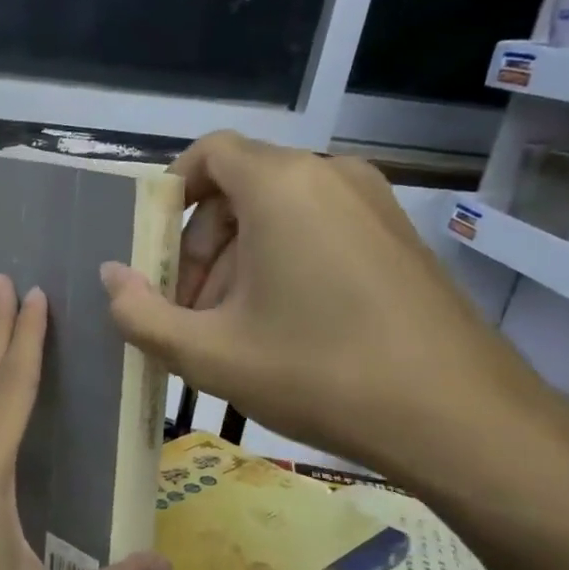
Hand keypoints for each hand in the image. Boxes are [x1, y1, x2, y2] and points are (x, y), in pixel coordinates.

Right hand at [99, 131, 558, 486]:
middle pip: (239, 188)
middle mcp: (330, 175)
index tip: (155, 256)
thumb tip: (110, 277)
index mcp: (282, 186)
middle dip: (200, 247)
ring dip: (238, 261)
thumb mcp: (208, 354)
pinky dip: (283, 264)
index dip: (170, 196)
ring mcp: (373, 204)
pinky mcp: (398, 236)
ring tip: (231, 332)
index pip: (209, 153)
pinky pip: (319, 229)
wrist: (458, 417)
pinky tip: (282, 329)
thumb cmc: (318, 373)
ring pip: (279, 213)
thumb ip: (141, 314)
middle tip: (188, 314)